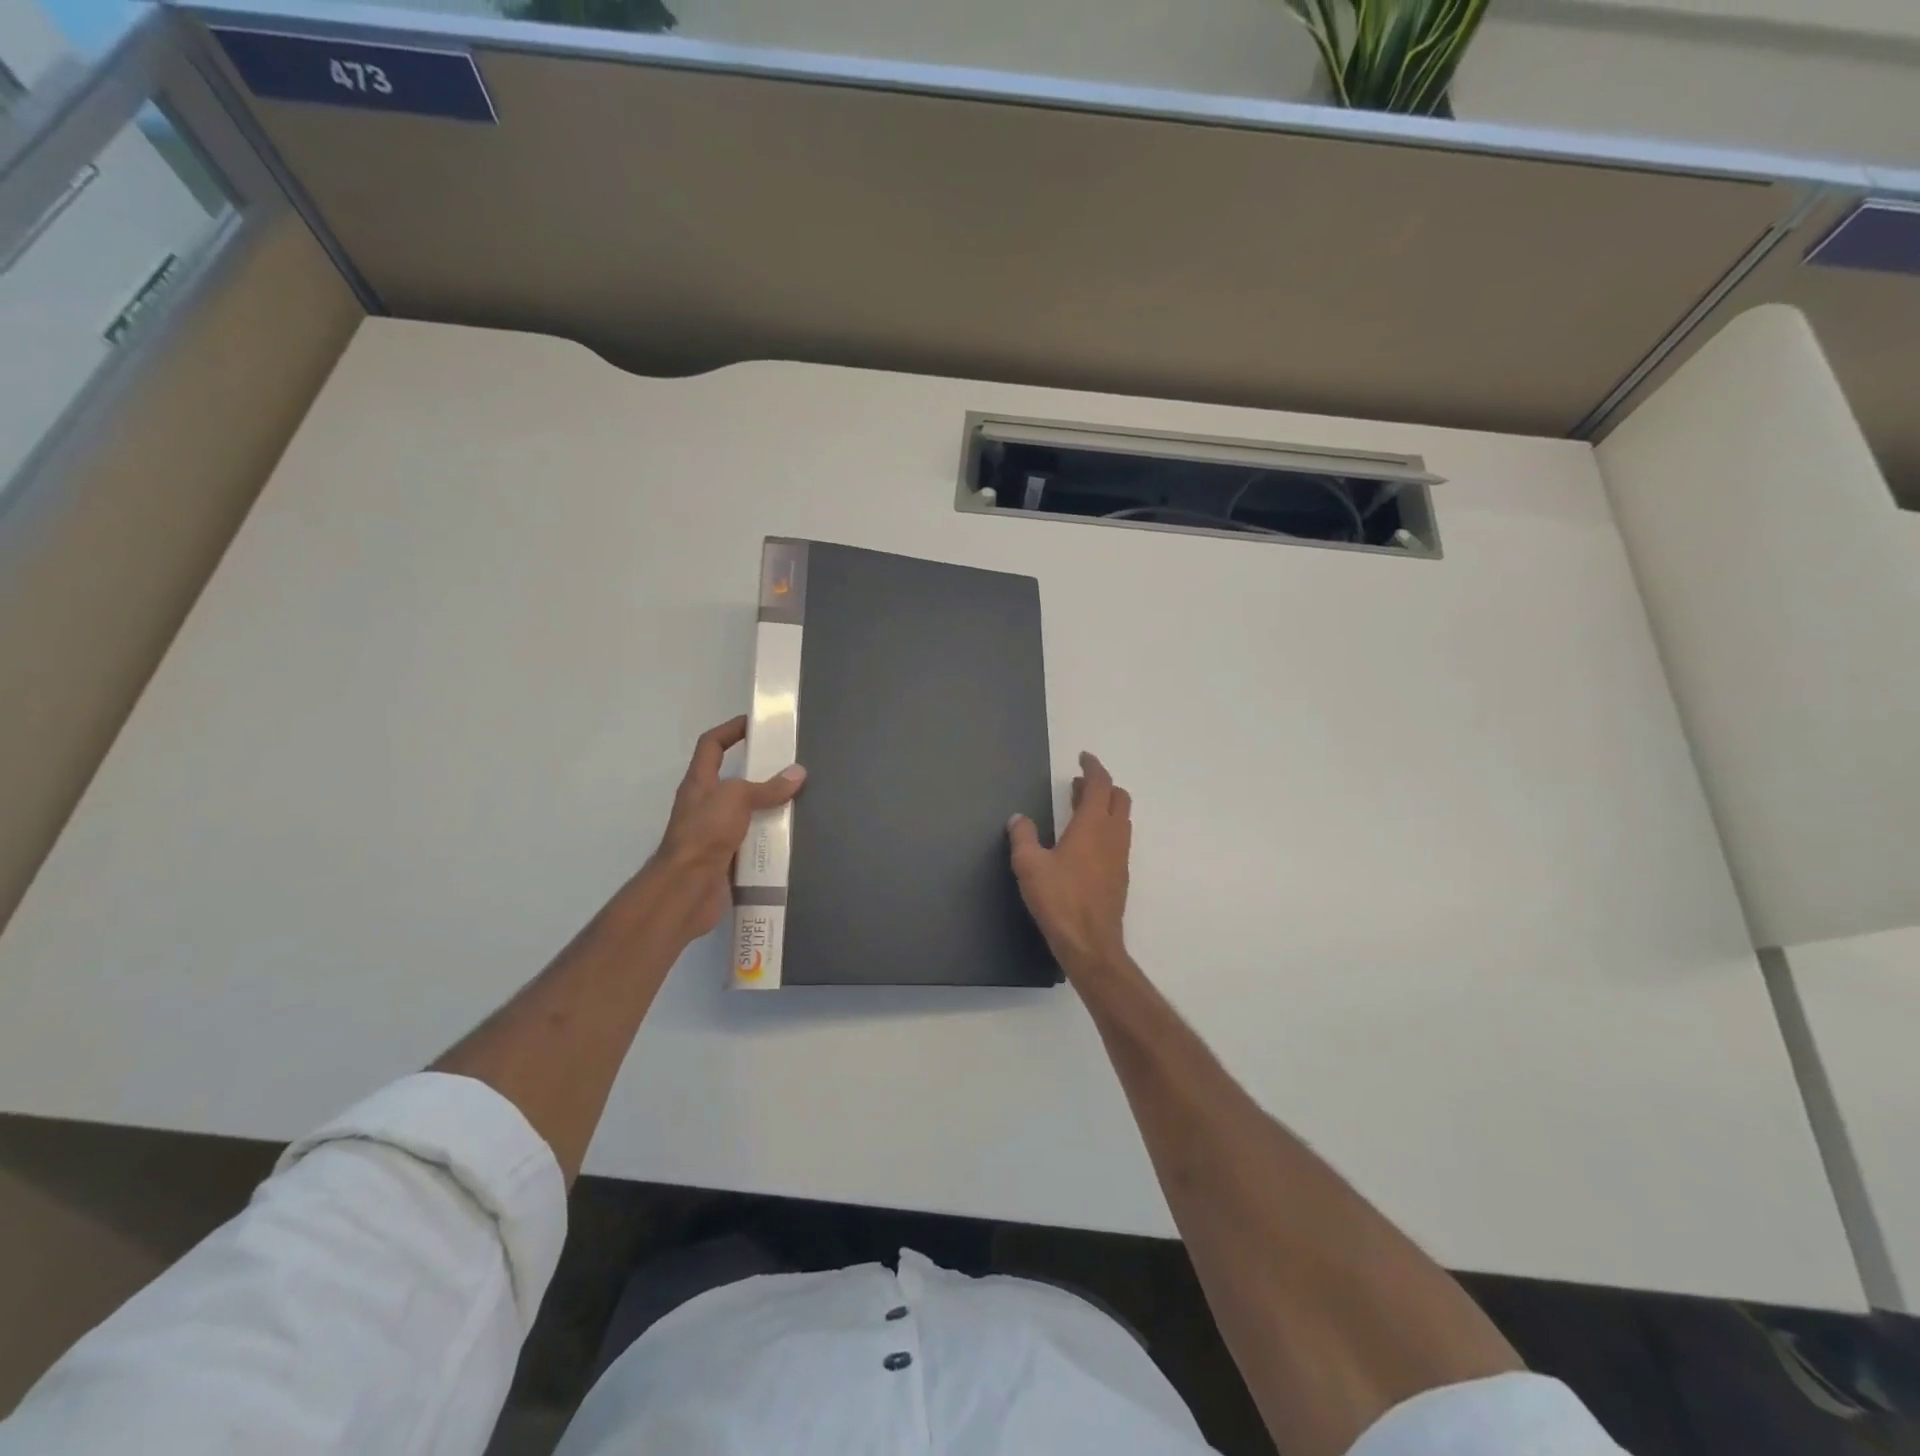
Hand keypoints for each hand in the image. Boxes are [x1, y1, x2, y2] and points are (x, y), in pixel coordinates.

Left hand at [646, 715, 805, 941]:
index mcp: (699, 783)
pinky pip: (751, 840)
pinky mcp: (725, 857)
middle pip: (731, 779)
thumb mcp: (736, 799)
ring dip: (767, 807)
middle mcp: (704, 804)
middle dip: (759, 772)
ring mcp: (713, 833)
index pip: (710, 745)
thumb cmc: (704, 833)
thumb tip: (798, 773)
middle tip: (789, 766)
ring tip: (798, 800)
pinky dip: (768, 837)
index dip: (729, 730)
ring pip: (745, 812)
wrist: (686, 888)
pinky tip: (790, 836)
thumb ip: (767, 787)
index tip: (754, 724)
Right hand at [1008, 752, 1131, 979]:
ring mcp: (1120, 856)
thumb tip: (1019, 818)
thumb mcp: (1029, 865)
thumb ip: (1023, 836)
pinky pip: (1118, 839)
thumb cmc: (1059, 900)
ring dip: (1105, 806)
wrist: (1091, 943)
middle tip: (1078, 784)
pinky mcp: (1120, 875)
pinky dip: (1106, 827)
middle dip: (1102, 785)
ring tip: (1080, 808)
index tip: (1083, 758)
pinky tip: (1085, 842)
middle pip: (1118, 798)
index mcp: (1093, 825)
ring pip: (1121, 819)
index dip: (1093, 767)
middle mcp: (1113, 836)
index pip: (1101, 785)